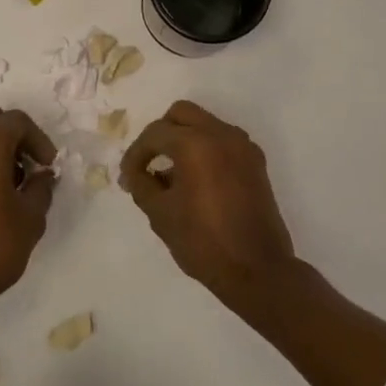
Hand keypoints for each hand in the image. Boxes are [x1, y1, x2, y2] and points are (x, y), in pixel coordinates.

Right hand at [119, 100, 298, 312]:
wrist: (258, 270)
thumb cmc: (203, 241)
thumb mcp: (160, 214)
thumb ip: (141, 184)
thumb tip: (134, 172)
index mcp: (195, 143)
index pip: (155, 134)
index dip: (136, 154)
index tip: (128, 176)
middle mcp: (221, 134)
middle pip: (182, 114)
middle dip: (161, 134)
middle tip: (149, 162)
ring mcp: (243, 146)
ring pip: (205, 124)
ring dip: (184, 139)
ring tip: (172, 175)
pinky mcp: (256, 162)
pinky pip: (223, 141)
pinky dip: (205, 150)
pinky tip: (196, 181)